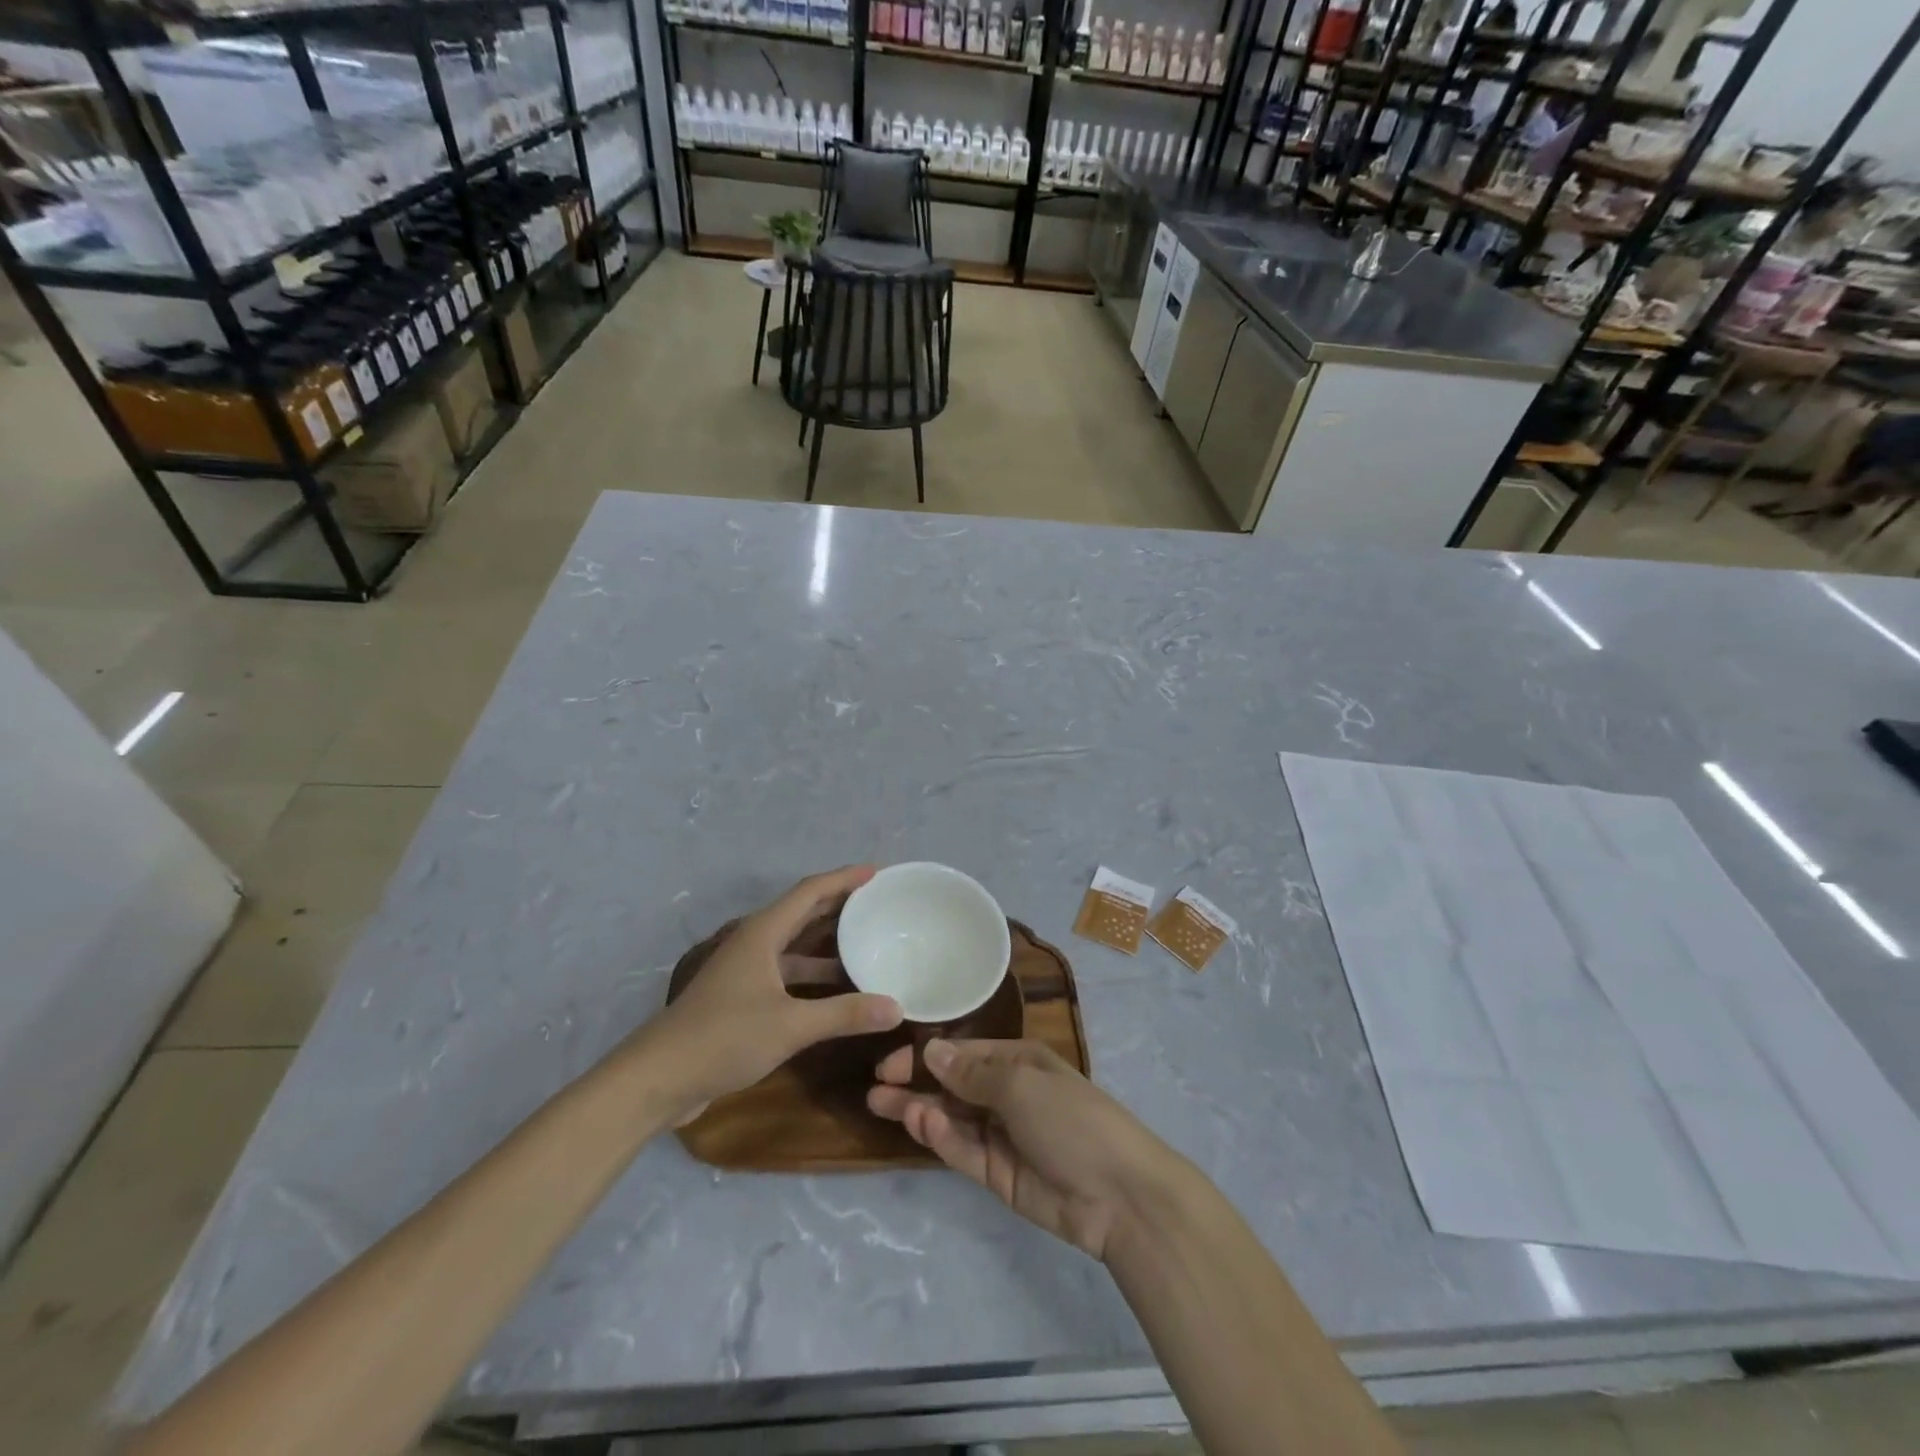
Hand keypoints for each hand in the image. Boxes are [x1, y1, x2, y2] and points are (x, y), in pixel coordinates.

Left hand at [638, 866, 903, 1123]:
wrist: (659, 1078)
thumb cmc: (723, 1037)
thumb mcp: (790, 1025)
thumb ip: (844, 1014)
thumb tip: (896, 1008)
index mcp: (763, 933)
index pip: (810, 891)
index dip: (844, 878)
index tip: (877, 872)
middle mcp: (755, 943)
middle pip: (804, 912)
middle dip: (840, 904)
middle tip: (879, 902)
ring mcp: (748, 971)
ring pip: (797, 946)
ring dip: (830, 943)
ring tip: (868, 941)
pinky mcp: (744, 998)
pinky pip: (790, 973)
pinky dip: (816, 975)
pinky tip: (839, 989)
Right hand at [868, 1038, 1183, 1261]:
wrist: (1118, 1194)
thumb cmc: (1071, 1119)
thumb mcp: (1021, 1085)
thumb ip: (972, 1074)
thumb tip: (932, 1050)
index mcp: (1018, 1062)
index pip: (963, 1054)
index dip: (927, 1056)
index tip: (890, 1062)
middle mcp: (1007, 1094)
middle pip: (952, 1087)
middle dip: (916, 1084)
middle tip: (875, 1088)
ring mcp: (1002, 1136)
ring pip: (952, 1119)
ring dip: (920, 1111)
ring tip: (881, 1105)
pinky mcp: (998, 1175)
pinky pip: (963, 1151)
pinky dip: (942, 1139)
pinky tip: (922, 1125)